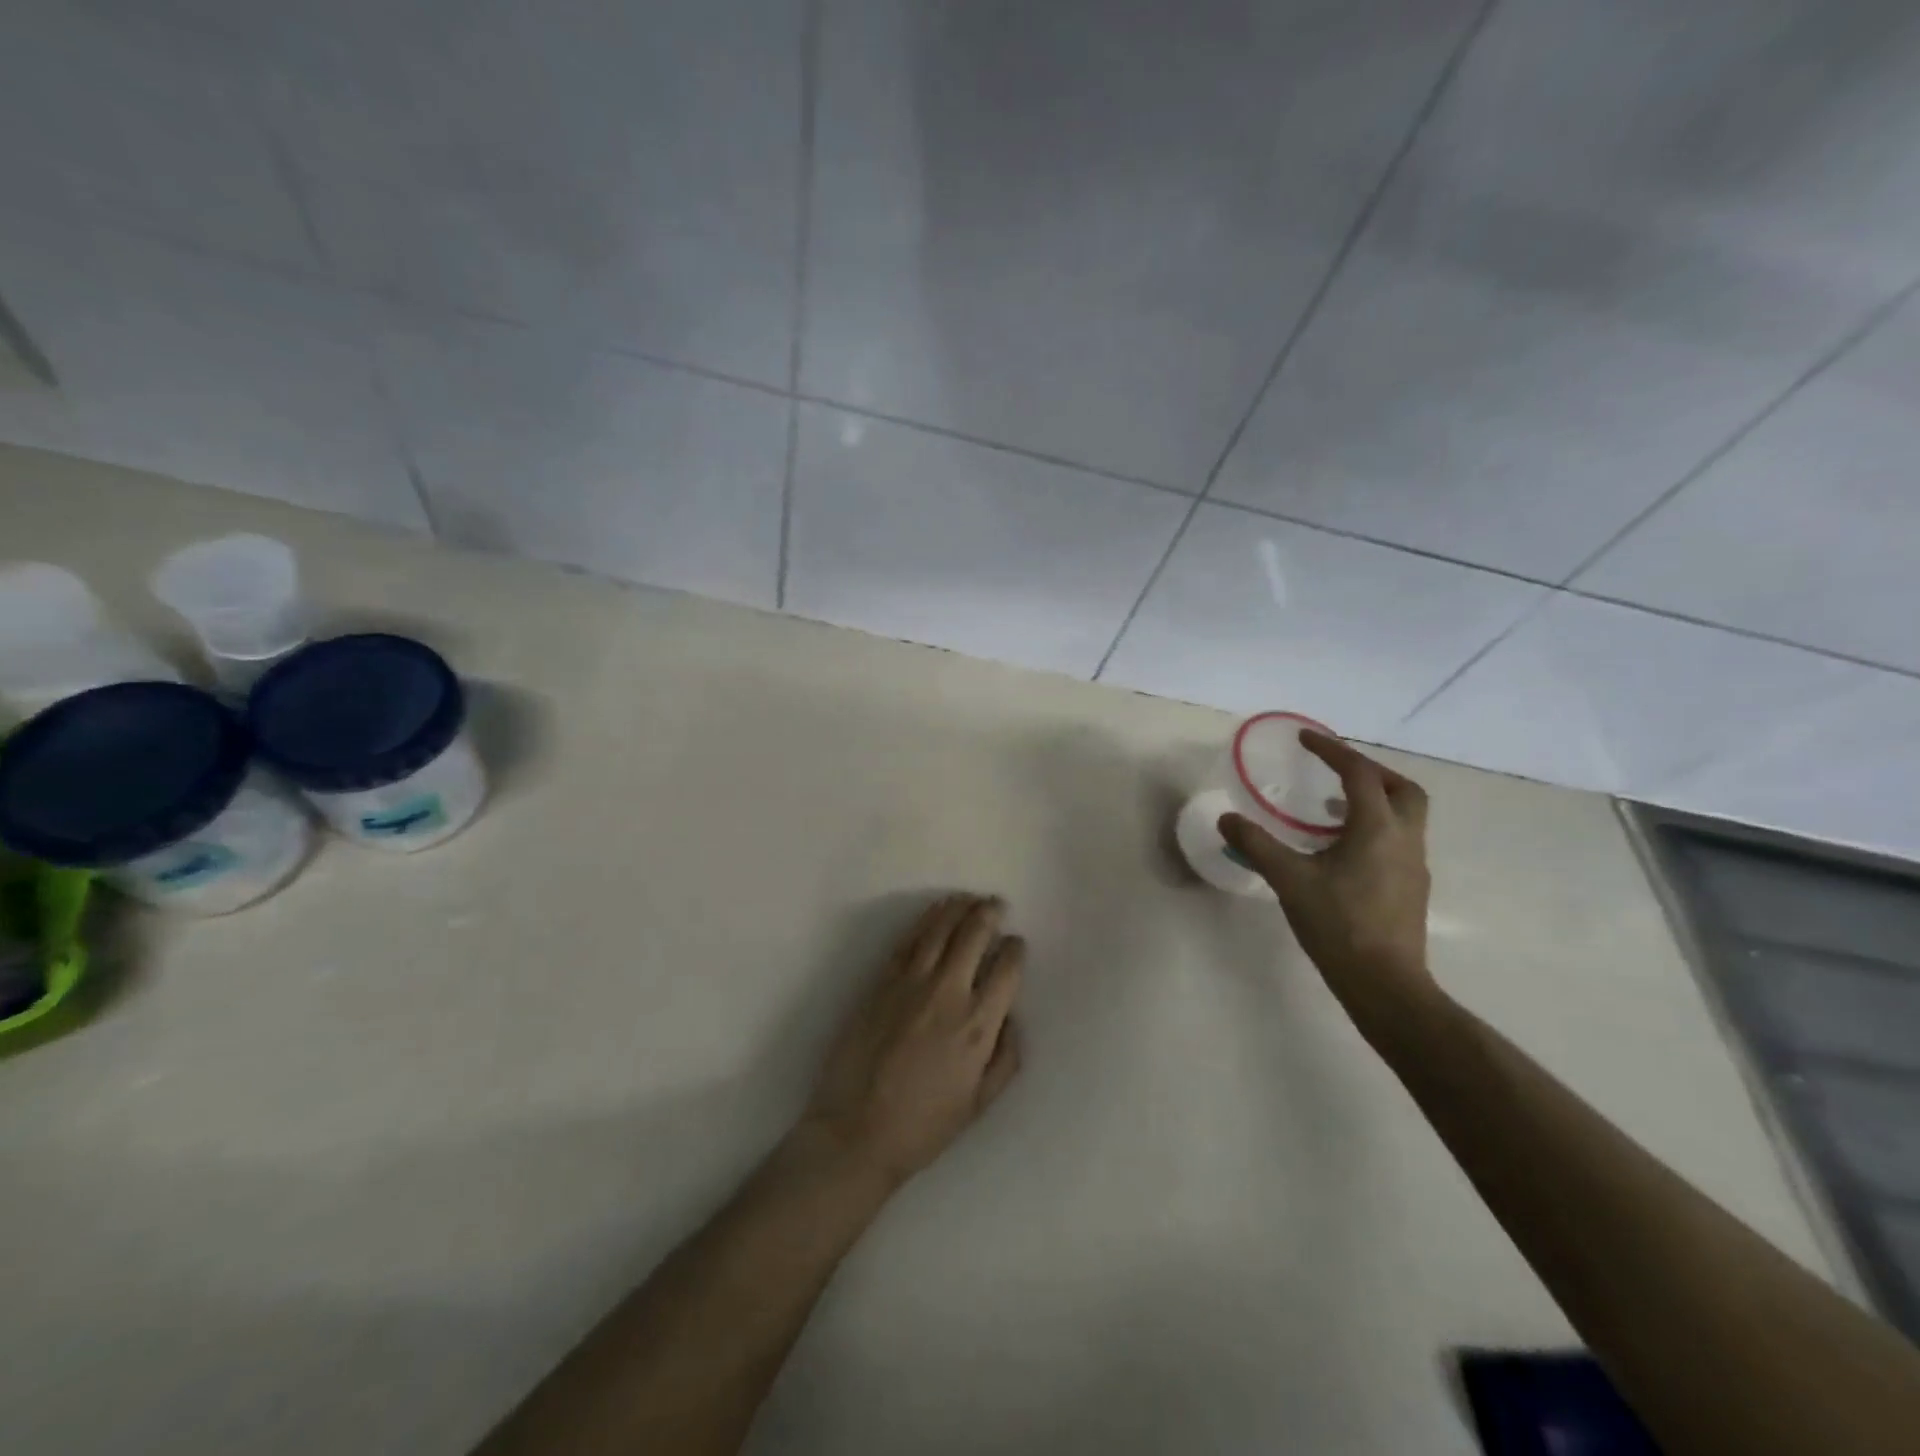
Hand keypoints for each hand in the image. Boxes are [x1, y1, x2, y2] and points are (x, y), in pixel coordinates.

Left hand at [800, 894, 1023, 1188]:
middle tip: (996, 904)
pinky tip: (935, 912)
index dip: (1015, 949)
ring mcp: (911, 982)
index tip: (1016, 944)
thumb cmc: (924, 1125)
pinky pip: (908, 939)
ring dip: (958, 907)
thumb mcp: (980, 1103)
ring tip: (969, 898)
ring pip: (940, 928)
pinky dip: (926, 919)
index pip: (1006, 969)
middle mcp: (948, 993)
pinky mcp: (881, 980)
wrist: (856, 1130)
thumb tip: (1011, 1016)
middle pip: (974, 935)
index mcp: (978, 1025)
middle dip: (989, 913)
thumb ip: (1005, 1057)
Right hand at [1220, 731, 1437, 1034]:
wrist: (1385, 983)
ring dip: (1372, 800)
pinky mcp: (1411, 887)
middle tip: (1334, 770)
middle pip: (1400, 788)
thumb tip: (1227, 819)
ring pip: (1403, 815)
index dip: (1332, 751)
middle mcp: (1404, 839)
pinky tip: (1340, 851)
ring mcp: (1413, 865)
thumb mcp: (1289, 880)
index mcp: (1377, 828)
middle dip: (1369, 771)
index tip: (1306, 738)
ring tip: (1328, 810)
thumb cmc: (1338, 924)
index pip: (1359, 774)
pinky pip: (1397, 840)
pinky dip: (1372, 828)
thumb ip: (1256, 845)